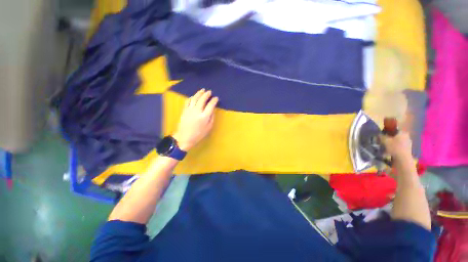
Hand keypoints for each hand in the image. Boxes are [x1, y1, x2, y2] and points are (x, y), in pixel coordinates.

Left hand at [173, 89, 218, 150]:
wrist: (184, 137)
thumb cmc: (199, 134)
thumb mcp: (208, 127)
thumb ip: (211, 117)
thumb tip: (212, 110)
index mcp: (204, 116)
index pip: (210, 105)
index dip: (214, 100)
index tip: (216, 98)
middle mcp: (197, 111)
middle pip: (202, 99)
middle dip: (206, 94)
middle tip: (209, 92)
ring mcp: (189, 110)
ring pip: (194, 98)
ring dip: (199, 93)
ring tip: (202, 90)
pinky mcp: (184, 110)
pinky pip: (188, 101)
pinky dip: (192, 97)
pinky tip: (194, 96)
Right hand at [380, 132, 412, 161]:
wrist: (403, 159)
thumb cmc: (394, 147)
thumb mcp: (385, 141)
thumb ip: (381, 136)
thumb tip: (379, 134)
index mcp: (402, 132)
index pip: (394, 129)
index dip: (387, 132)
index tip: (382, 135)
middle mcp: (407, 136)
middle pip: (396, 136)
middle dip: (389, 138)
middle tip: (383, 141)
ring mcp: (408, 143)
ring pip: (398, 142)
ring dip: (392, 144)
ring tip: (385, 147)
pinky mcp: (408, 150)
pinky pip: (399, 147)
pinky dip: (394, 148)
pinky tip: (390, 152)